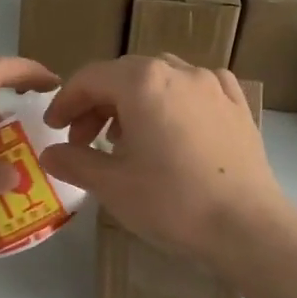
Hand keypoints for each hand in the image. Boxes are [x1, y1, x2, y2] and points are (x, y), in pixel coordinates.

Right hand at [40, 54, 288, 266]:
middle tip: (84, 140)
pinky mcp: (237, 105)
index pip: (91, 78)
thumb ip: (74, 161)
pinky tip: (173, 126)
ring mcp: (213, 85)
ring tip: (126, 138)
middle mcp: (179, 71)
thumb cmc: (172, 202)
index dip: (65, 101)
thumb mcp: (112, 185)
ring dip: (134, 101)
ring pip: (161, 78)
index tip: (54, 129)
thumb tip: (49, 154)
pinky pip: (195, 89)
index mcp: (143, 82)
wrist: (247, 226)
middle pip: (125, 75)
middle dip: (98, 103)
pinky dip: (173, 100)